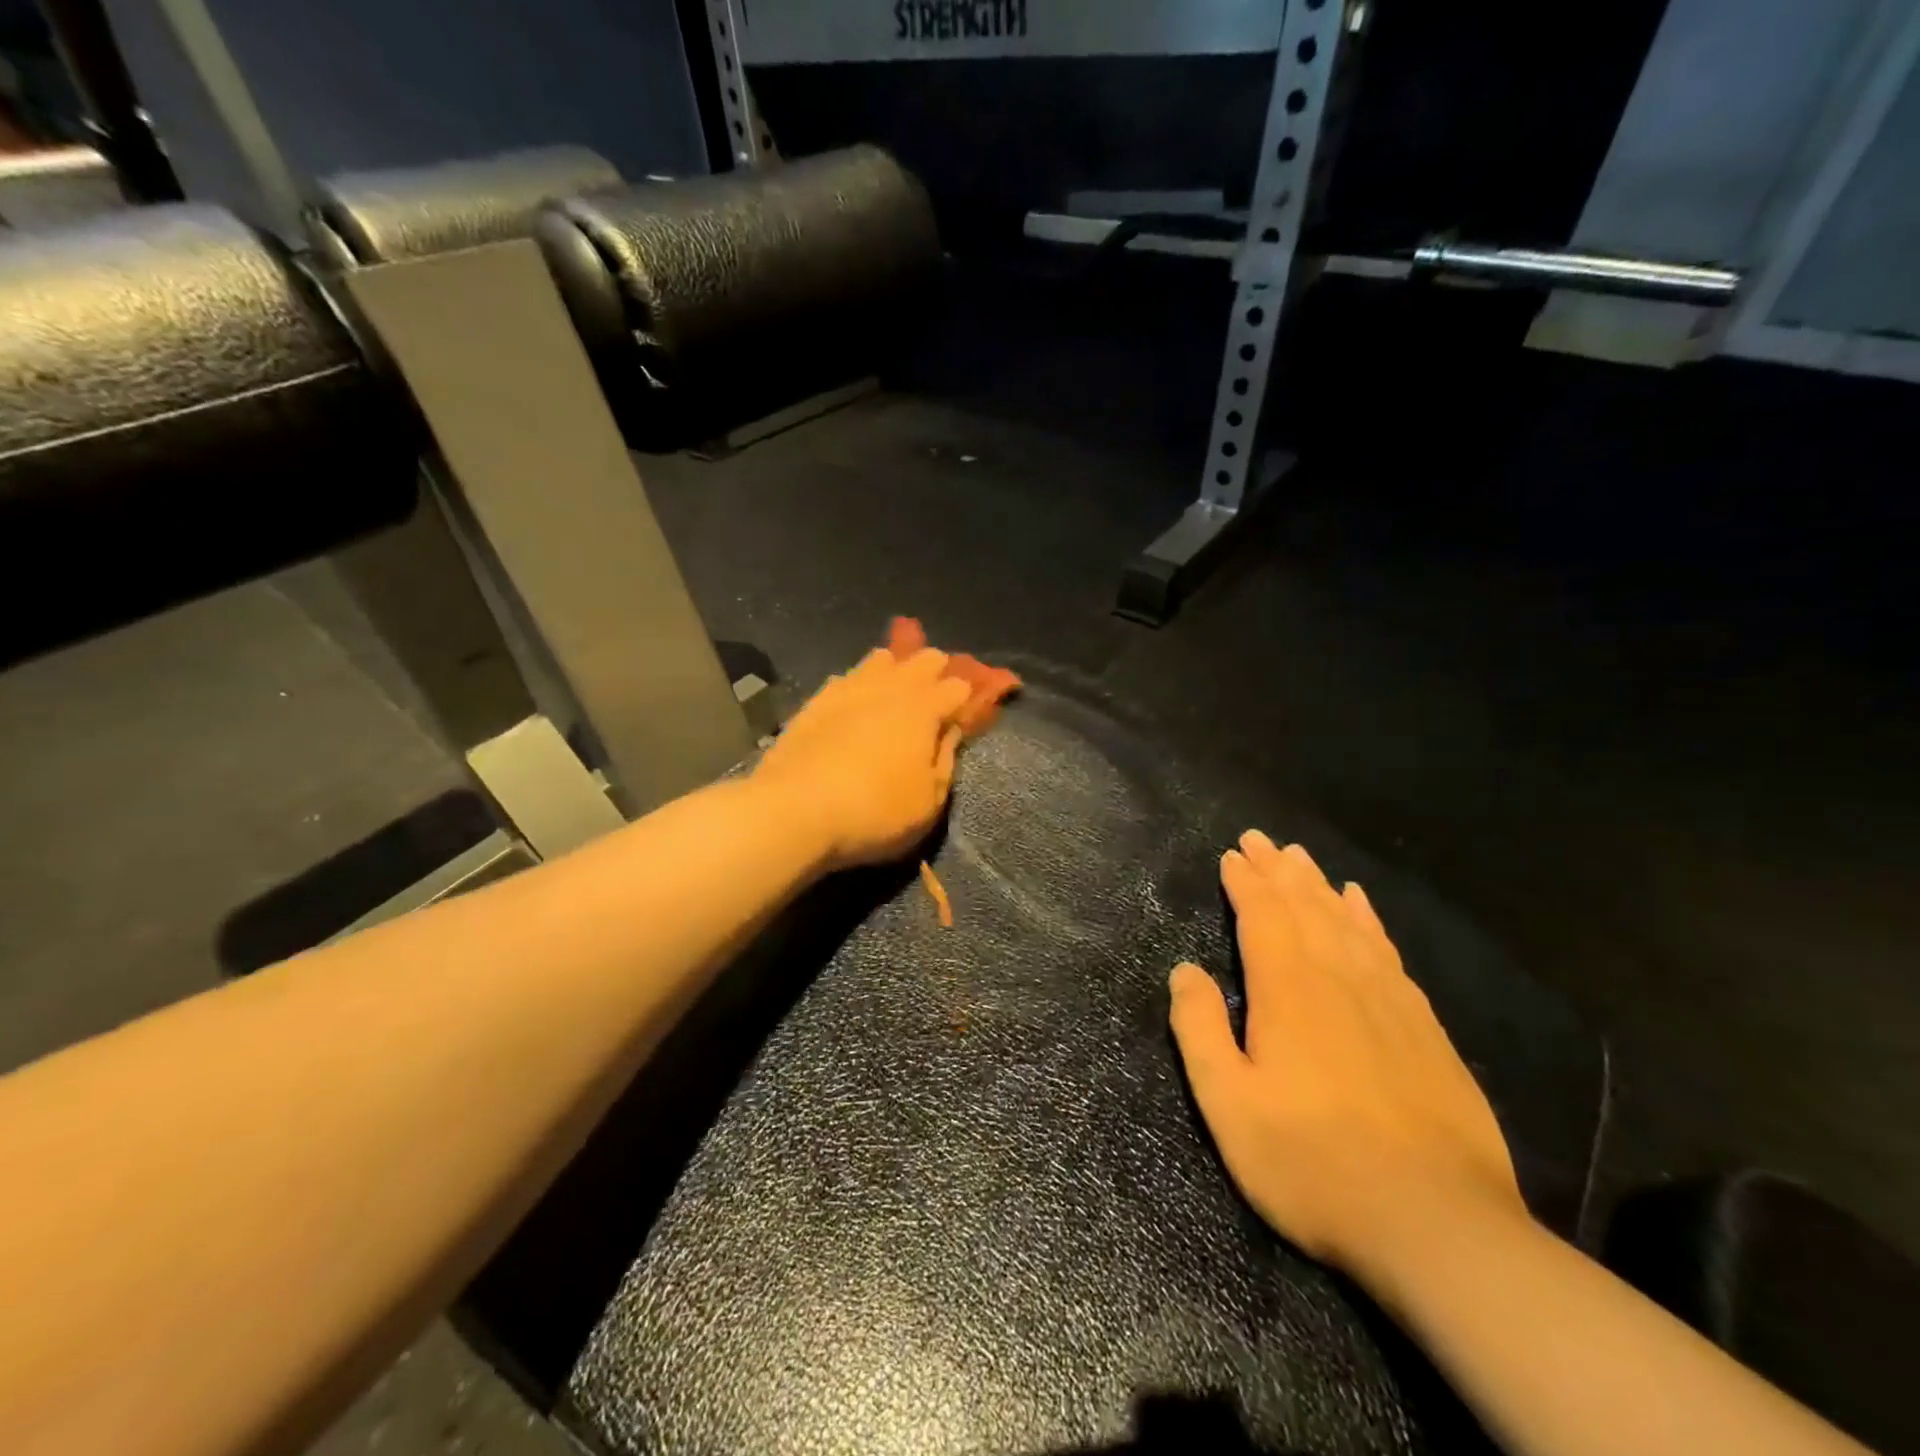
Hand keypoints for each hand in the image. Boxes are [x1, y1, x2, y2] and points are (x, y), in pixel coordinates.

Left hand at [753, 648, 973, 870]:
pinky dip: (861, 682)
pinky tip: (858, 698)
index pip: (959, 686)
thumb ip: (945, 761)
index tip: (973, 708)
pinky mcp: (816, 700)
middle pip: (923, 660)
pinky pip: (847, 677)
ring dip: (897, 667)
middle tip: (940, 694)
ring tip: (899, 687)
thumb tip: (951, 732)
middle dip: (938, 670)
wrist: (794, 811)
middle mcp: (890, 687)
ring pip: (881, 659)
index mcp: (925, 709)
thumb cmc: (874, 813)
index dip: (971, 694)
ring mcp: (849, 688)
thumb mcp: (929, 802)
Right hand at [1168, 831, 1526, 1281]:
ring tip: (1302, 858)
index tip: (1232, 855)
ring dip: (1319, 886)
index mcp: (1288, 992)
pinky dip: (1369, 920)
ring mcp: (1388, 1001)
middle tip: (1261, 838)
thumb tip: (1185, 970)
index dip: (1245, 883)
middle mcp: (1338, 979)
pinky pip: (1388, 952)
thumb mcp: (1229, 1105)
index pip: (1263, 917)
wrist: (1437, 1225)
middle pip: (1305, 908)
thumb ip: (1200, 1030)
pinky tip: (1362, 906)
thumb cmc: (1312, 1164)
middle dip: (1278, 871)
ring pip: (1347, 922)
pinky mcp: (1424, 1028)